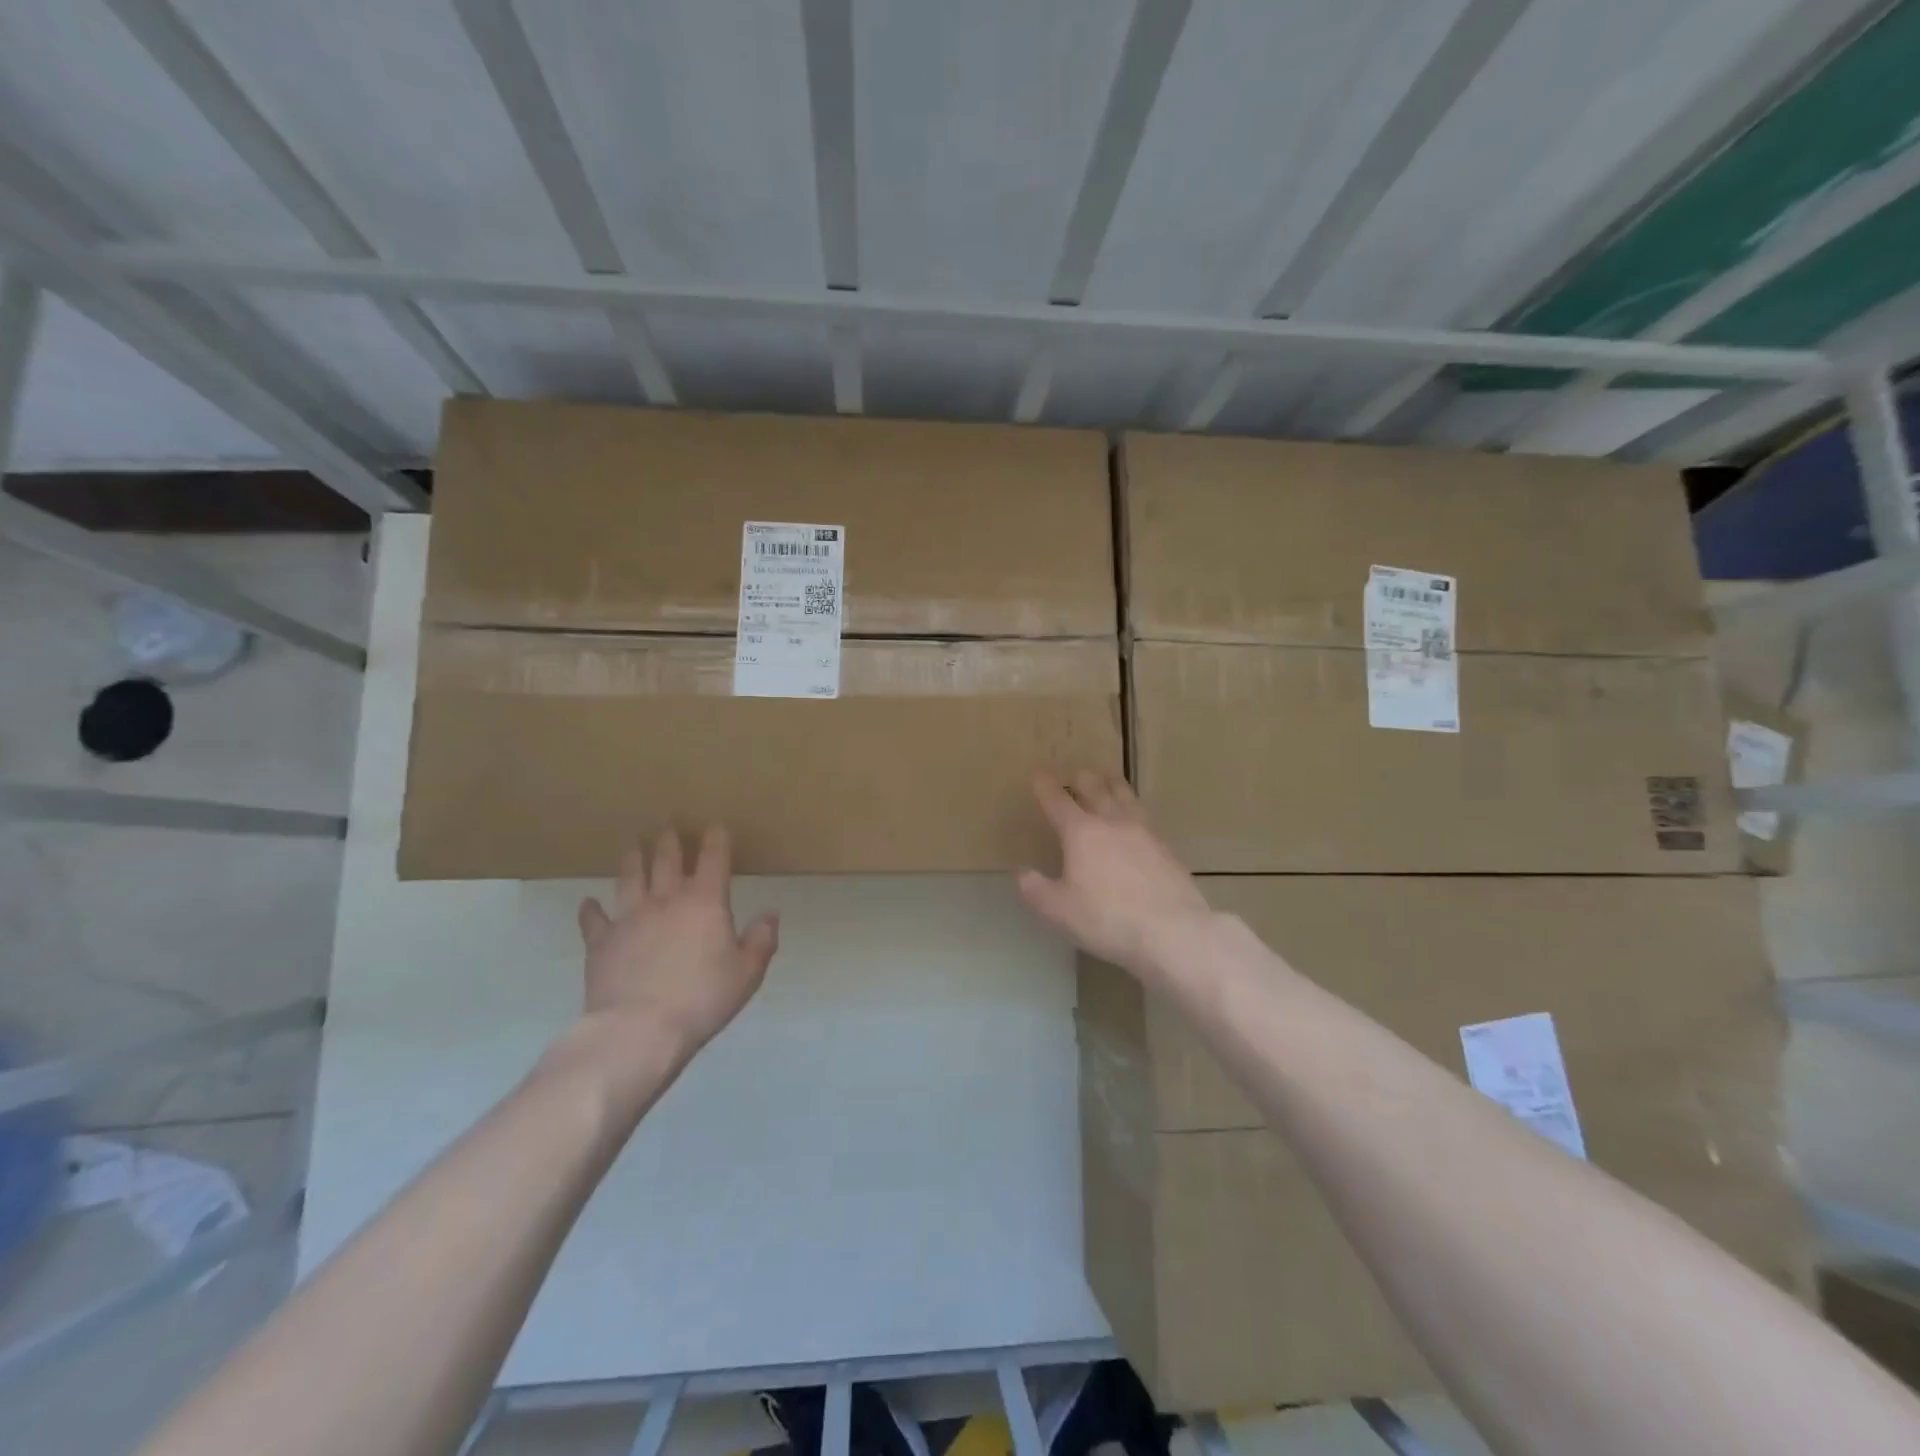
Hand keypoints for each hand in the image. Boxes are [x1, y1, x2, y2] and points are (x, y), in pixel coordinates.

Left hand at [576, 826, 779, 1057]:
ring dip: (633, 859)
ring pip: (630, 877)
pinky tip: (588, 903)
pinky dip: (591, 909)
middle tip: (668, 827)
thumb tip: (771, 914)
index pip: (713, 858)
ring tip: (633, 846)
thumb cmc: (702, 999)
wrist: (638, 1029)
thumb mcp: (746, 973)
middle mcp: (666, 899)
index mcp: (706, 901)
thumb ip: (761, 940)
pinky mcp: (601, 941)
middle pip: (667, 859)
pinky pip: (593, 919)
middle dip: (670, 840)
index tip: (716, 826)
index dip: (716, 838)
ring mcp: (629, 917)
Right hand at [1017, 770, 1212, 977]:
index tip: (1039, 772)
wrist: (1172, 932)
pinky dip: (1135, 809)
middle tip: (1078, 772)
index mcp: (1082, 834)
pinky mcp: (1166, 849)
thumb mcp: (1059, 911)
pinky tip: (1137, 819)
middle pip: (1097, 791)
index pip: (1058, 802)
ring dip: (1114, 785)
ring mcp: (1144, 833)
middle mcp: (1113, 823)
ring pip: (1126, 798)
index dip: (1046, 786)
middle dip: (1083, 779)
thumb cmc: (1107, 919)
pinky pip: (1145, 818)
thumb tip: (1022, 873)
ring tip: (1110, 779)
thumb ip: (1036, 889)